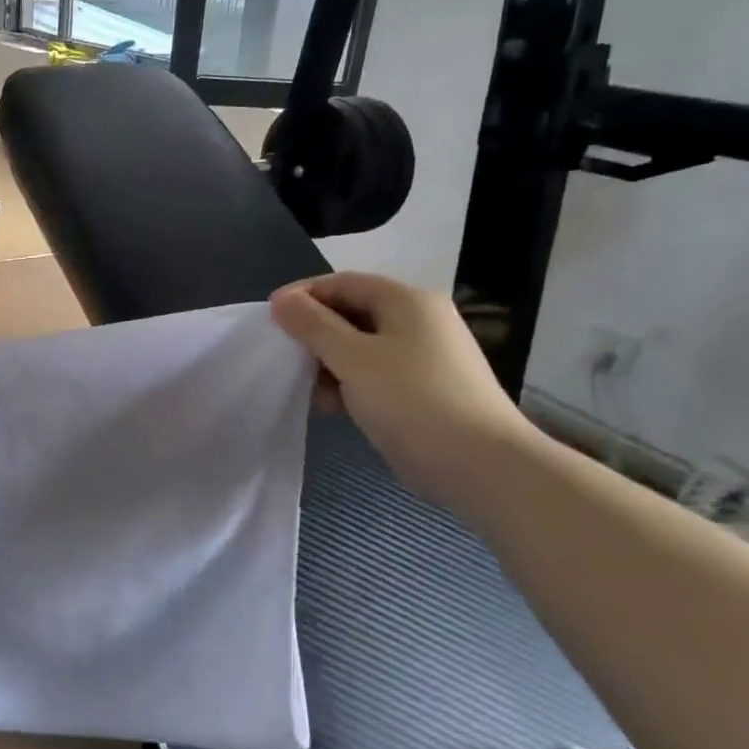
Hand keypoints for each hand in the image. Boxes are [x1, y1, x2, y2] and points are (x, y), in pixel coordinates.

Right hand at [271, 273, 541, 507]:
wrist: (481, 466)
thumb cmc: (413, 401)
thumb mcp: (353, 359)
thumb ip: (313, 326)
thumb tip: (280, 299)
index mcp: (407, 301)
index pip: (343, 283)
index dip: (302, 295)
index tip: (268, 318)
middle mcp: (419, 321)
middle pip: (352, 313)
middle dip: (313, 332)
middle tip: (280, 354)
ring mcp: (424, 357)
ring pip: (361, 347)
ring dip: (327, 362)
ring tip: (299, 385)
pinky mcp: (423, 390)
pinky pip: (375, 374)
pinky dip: (348, 383)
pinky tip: (327, 405)